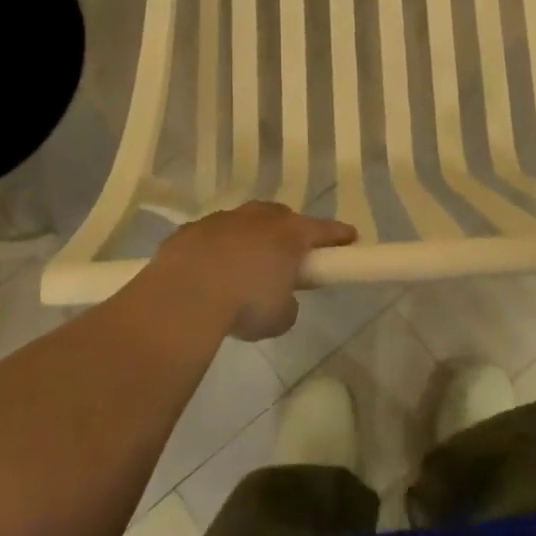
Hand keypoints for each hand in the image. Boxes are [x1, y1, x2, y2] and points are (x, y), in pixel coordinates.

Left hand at [145, 201, 356, 340]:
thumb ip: (288, 303)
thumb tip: (281, 299)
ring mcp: (223, 219)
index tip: (350, 239)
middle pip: (282, 218)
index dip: (339, 235)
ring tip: (244, 267)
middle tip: (289, 256)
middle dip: (289, 233)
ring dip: (249, 239)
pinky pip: (212, 236)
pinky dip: (216, 249)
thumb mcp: (280, 317)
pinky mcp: (191, 230)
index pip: (324, 229)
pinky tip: (209, 272)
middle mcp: (259, 218)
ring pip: (244, 223)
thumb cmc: (245, 303)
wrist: (185, 295)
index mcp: (290, 233)